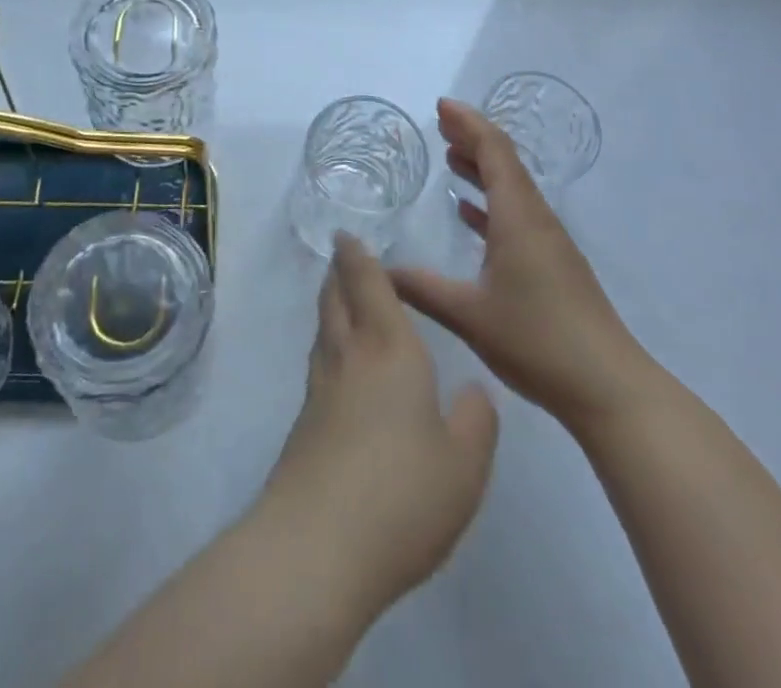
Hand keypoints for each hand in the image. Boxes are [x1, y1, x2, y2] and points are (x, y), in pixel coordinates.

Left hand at [254, 234, 498, 617]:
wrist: (317, 546)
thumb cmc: (402, 493)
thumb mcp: (465, 464)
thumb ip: (475, 420)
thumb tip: (473, 391)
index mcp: (389, 349)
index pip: (368, 284)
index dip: (358, 256)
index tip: (346, 234)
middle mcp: (350, 356)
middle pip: (336, 298)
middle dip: (339, 272)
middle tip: (342, 256)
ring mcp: (321, 390)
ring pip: (324, 329)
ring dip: (330, 305)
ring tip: (340, 299)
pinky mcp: (304, 425)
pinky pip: (319, 363)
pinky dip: (328, 345)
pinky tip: (338, 366)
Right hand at [389, 99, 656, 428]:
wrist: (609, 388)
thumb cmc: (538, 341)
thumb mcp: (469, 315)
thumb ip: (422, 288)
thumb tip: (379, 268)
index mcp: (518, 218)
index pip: (495, 152)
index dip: (468, 123)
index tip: (440, 106)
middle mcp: (536, 219)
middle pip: (505, 163)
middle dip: (473, 138)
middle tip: (440, 124)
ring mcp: (548, 242)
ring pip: (512, 188)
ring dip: (482, 168)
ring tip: (450, 157)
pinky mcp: (553, 265)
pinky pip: (517, 215)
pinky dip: (491, 202)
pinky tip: (470, 214)